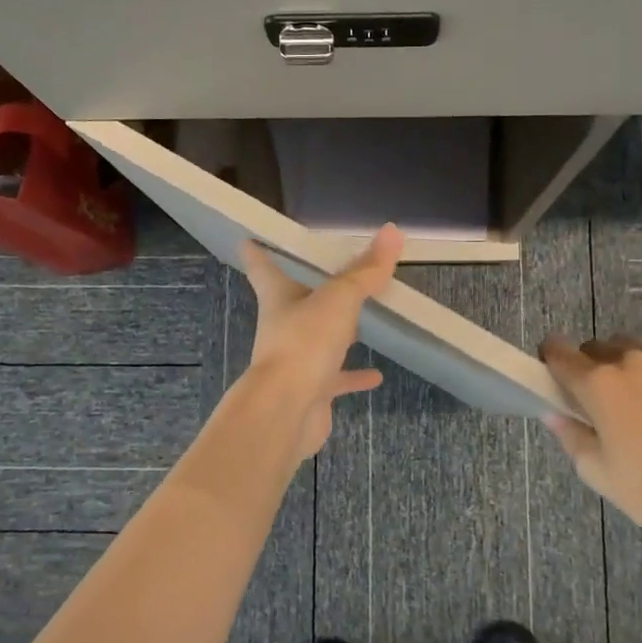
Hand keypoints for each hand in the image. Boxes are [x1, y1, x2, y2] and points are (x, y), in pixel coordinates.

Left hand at [241, 225, 403, 458]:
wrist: (286, 411)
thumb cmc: (304, 343)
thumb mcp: (338, 299)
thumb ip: (365, 270)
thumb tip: (393, 231)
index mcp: (279, 297)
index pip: (263, 267)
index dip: (258, 252)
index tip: (249, 239)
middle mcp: (283, 326)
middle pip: (293, 301)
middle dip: (306, 288)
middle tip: (327, 273)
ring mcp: (296, 360)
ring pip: (316, 340)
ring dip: (336, 332)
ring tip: (361, 322)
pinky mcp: (312, 390)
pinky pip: (336, 378)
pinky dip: (354, 375)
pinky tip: (376, 376)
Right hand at [541, 334, 641, 553]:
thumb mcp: (596, 471)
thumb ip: (569, 433)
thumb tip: (553, 412)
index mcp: (598, 383)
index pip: (558, 351)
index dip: (550, 360)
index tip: (554, 378)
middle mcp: (630, 361)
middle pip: (596, 348)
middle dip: (590, 368)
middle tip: (600, 405)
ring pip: (633, 352)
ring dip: (626, 370)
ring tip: (640, 408)